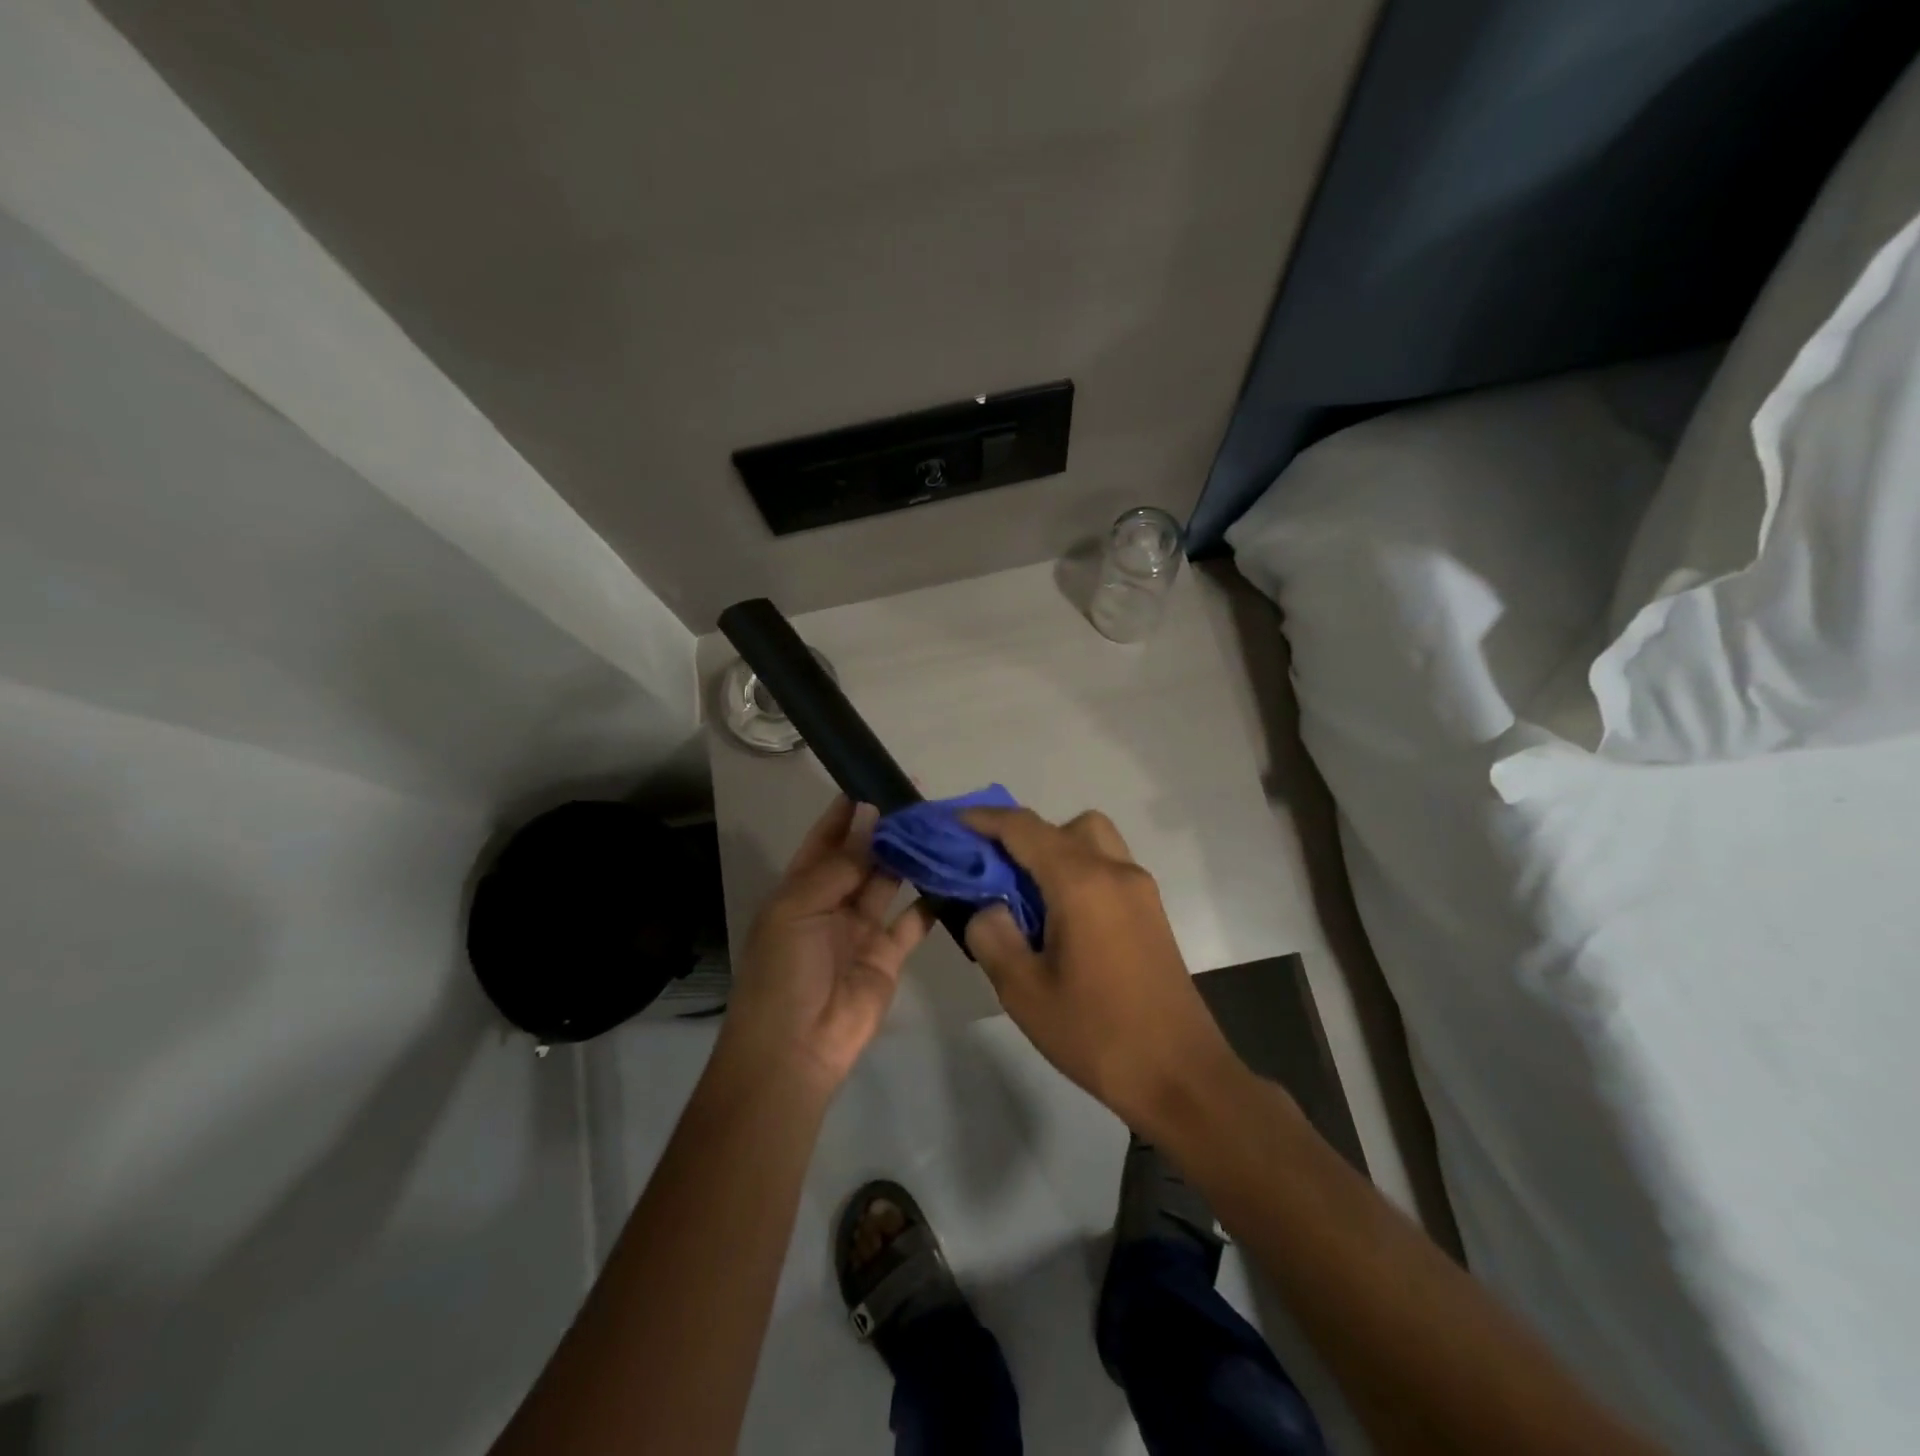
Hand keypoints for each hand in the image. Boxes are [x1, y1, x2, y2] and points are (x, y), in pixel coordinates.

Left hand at [715, 796, 936, 1095]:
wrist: (796, 1048)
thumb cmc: (784, 971)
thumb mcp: (797, 908)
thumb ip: (838, 865)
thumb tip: (868, 815)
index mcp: (801, 888)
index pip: (825, 838)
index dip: (846, 810)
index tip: (873, 779)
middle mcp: (832, 902)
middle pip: (862, 856)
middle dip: (886, 829)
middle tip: (919, 799)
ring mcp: (862, 928)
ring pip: (890, 882)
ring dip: (910, 857)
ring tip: (939, 827)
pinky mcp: (889, 954)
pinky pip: (914, 920)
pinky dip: (932, 900)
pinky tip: (951, 874)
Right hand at [962, 807, 1244, 1135]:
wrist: (1181, 1077)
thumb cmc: (1097, 1034)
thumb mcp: (1023, 991)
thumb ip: (991, 935)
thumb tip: (987, 907)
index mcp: (1081, 882)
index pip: (1024, 828)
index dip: (984, 820)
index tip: (952, 824)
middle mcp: (1115, 871)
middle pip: (1062, 825)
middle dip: (1022, 835)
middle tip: (994, 871)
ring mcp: (1140, 889)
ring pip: (1091, 840)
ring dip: (1055, 849)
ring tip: (1028, 895)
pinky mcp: (1151, 911)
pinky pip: (1107, 866)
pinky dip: (1077, 869)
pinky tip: (1060, 918)